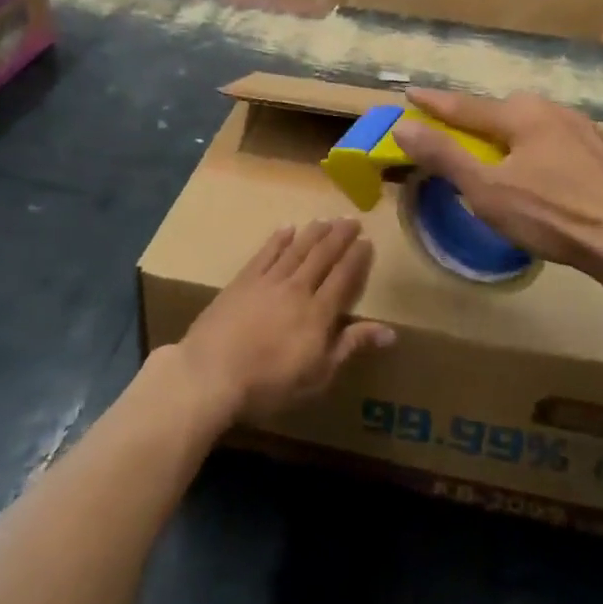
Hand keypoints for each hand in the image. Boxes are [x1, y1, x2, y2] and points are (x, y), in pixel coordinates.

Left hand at [173, 220, 391, 425]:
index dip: (356, 258)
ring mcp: (267, 281)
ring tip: (326, 219)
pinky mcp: (242, 281)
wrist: (211, 373)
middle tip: (352, 219)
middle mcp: (297, 289)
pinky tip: (287, 229)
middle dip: (339, 236)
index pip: (343, 277)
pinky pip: (265, 253)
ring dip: (313, 233)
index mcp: (318, 313)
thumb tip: (390, 332)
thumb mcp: (318, 375)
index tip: (367, 241)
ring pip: (296, 249)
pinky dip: (278, 240)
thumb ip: (351, 347)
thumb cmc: (269, 384)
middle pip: (322, 256)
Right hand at [391, 88, 602, 298]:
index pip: (466, 106)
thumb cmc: (551, 216)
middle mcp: (553, 110)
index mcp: (523, 114)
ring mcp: (584, 129)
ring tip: (495, 152)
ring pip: (531, 124)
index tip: (410, 92)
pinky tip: (539, 167)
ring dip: (507, 133)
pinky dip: (535, 146)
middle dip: (474, 119)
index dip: (434, 103)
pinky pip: (555, 139)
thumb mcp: (486, 190)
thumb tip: (403, 126)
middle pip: (501, 111)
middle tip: (453, 132)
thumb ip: (444, 155)